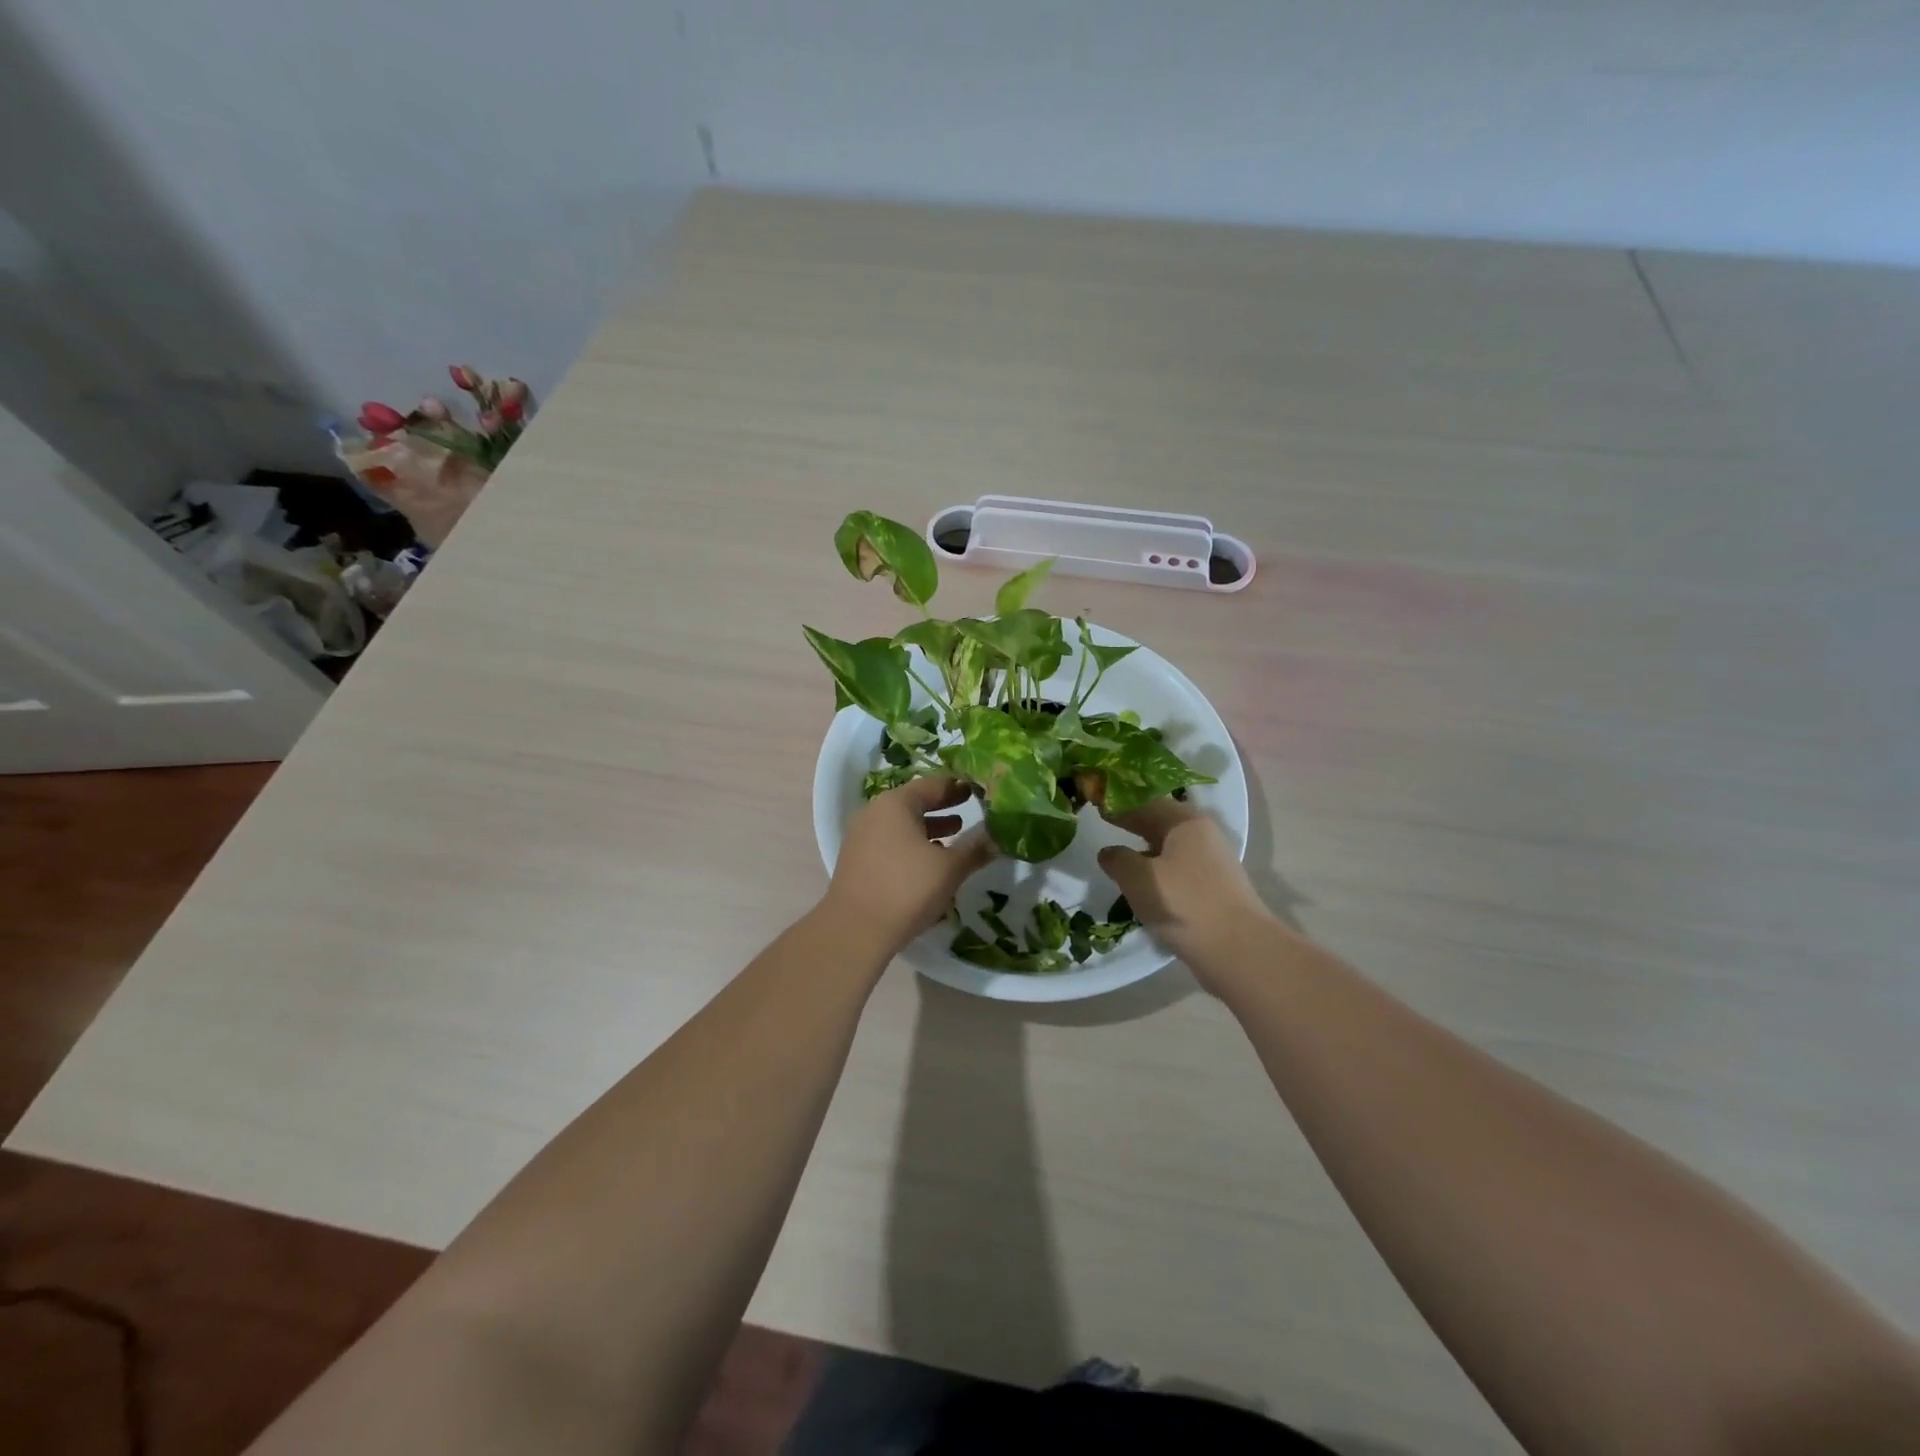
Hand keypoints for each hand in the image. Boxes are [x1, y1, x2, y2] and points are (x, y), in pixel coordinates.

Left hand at [823, 777, 994, 955]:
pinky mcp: (856, 861)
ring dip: (927, 829)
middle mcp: (874, 813)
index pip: (932, 785)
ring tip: (953, 838)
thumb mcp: (950, 868)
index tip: (975, 790)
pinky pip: (889, 843)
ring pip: (901, 825)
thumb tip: (998, 838)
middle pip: (914, 803)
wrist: (856, 929)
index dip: (955, 788)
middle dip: (941, 808)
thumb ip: (975, 849)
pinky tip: (927, 863)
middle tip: (967, 810)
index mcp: (896, 804)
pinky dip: (910, 845)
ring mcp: (861, 837)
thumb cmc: (907, 888)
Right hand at [1097, 796, 1280, 980]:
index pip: (1146, 802)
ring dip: (1146, 849)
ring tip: (1121, 858)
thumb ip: (1118, 860)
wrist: (1236, 949)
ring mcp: (1213, 862)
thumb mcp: (1138, 878)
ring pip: (1171, 847)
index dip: (1120, 804)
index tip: (1096, 806)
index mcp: (1185, 822)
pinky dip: (1159, 870)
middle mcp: (1203, 834)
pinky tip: (1145, 885)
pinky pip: (1179, 869)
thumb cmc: (1182, 903)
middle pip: (1162, 822)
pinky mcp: (1215, 888)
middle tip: (1106, 826)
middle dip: (1134, 824)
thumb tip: (1108, 852)